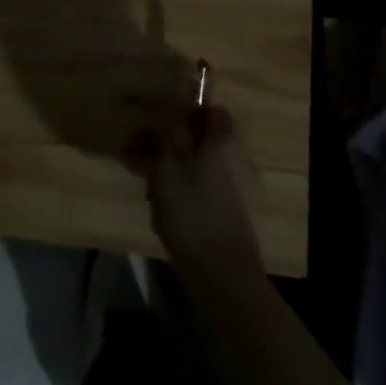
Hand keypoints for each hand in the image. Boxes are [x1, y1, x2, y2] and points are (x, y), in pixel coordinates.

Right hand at [130, 103, 262, 287]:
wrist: (223, 276)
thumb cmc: (193, 212)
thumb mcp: (170, 167)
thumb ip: (169, 134)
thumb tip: (168, 108)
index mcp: (224, 142)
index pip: (213, 110)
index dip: (188, 109)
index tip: (162, 118)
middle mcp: (238, 159)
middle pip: (206, 139)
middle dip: (177, 142)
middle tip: (145, 153)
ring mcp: (240, 189)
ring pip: (204, 165)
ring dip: (178, 168)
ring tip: (149, 186)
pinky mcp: (235, 215)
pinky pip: (208, 189)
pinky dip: (188, 191)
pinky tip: (165, 208)